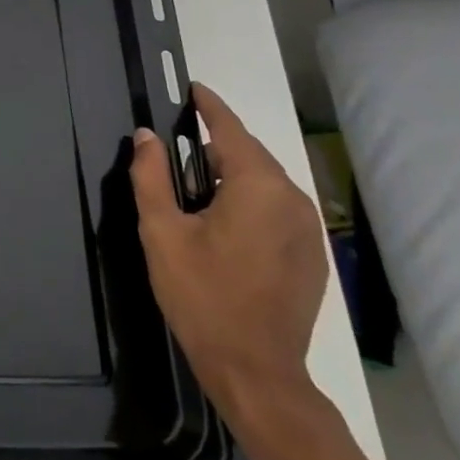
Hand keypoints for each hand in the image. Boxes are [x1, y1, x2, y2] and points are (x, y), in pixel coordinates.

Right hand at [130, 82, 328, 428]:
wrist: (256, 371)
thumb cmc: (202, 296)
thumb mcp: (162, 232)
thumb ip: (151, 176)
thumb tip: (147, 136)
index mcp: (258, 187)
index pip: (230, 129)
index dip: (208, 106)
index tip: (191, 88)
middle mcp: (292, 199)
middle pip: (250, 154)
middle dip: (215, 144)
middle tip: (176, 149)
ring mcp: (308, 229)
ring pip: (265, 182)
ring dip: (232, 174)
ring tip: (195, 188)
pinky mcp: (311, 254)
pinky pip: (277, 208)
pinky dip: (250, 201)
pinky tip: (224, 224)